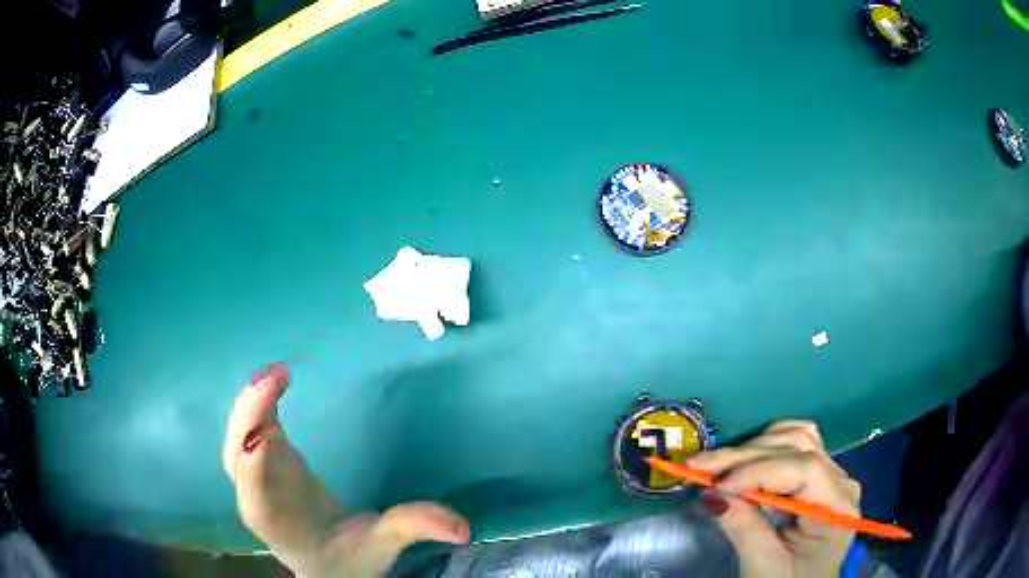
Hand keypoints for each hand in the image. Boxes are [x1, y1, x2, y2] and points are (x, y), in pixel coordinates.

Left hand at [222, 362, 470, 576]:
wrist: (325, 566)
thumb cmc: (349, 560)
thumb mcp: (383, 547)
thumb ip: (414, 529)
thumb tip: (464, 527)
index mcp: (281, 525)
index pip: (257, 496)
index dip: (255, 465)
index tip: (270, 433)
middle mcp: (258, 500)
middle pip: (237, 457)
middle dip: (250, 417)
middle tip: (275, 378)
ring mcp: (258, 480)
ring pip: (238, 439)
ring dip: (252, 404)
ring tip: (277, 374)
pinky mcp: (266, 464)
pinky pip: (251, 431)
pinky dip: (259, 405)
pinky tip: (275, 383)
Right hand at [688, 420, 860, 577]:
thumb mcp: (765, 567)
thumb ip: (745, 529)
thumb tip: (712, 494)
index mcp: (837, 507)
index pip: (804, 469)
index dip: (759, 470)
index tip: (716, 484)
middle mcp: (840, 481)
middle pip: (798, 446)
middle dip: (746, 455)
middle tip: (698, 467)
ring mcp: (830, 474)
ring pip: (795, 437)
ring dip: (752, 448)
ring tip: (715, 466)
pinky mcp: (816, 475)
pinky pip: (793, 446)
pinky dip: (763, 449)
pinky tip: (741, 463)